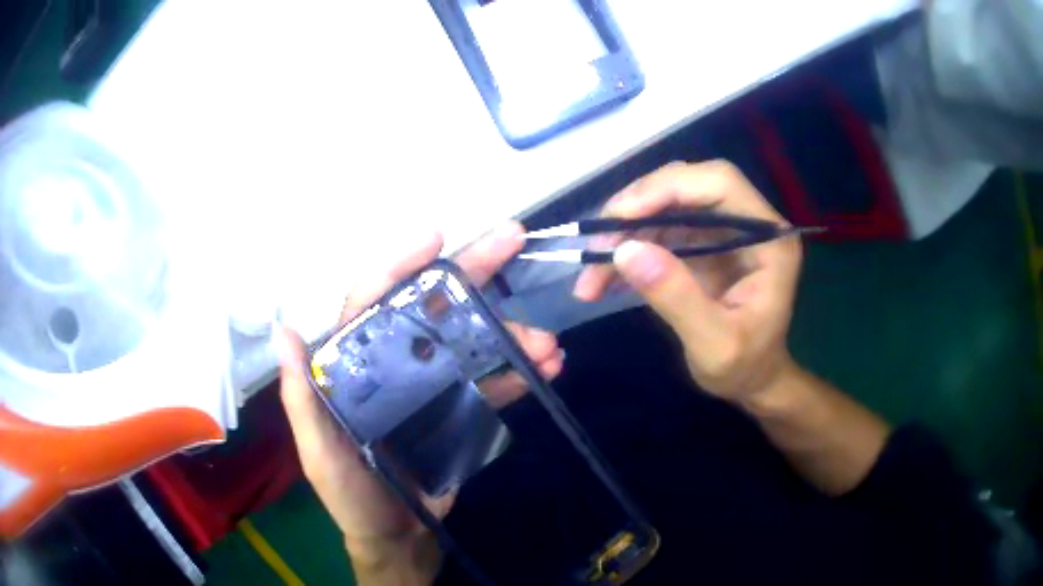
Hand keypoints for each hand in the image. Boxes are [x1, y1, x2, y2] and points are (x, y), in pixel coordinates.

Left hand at [278, 222, 562, 582]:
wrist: (397, 536)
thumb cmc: (350, 493)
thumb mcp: (319, 451)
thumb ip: (302, 396)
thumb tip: (283, 330)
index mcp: (357, 364)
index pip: (372, 301)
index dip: (399, 265)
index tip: (436, 238)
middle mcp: (395, 362)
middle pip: (430, 305)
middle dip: (471, 270)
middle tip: (510, 240)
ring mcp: (431, 384)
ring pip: (470, 341)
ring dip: (509, 333)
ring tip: (545, 342)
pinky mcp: (460, 409)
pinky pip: (490, 381)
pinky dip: (519, 371)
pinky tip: (548, 366)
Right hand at [574, 161, 801, 402]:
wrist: (752, 382)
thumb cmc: (745, 367)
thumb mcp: (714, 345)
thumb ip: (677, 297)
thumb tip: (626, 251)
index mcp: (768, 239)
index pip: (720, 183)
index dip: (669, 187)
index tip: (621, 215)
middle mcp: (747, 223)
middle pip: (687, 186)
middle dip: (637, 209)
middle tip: (597, 242)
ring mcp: (722, 231)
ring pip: (665, 207)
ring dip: (623, 235)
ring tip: (590, 276)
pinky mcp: (701, 244)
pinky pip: (658, 232)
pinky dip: (627, 251)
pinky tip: (602, 279)